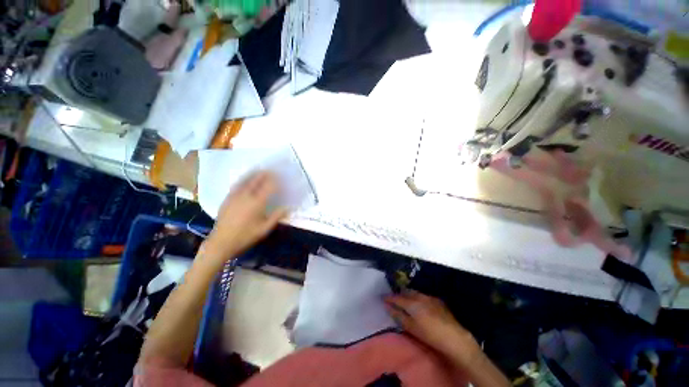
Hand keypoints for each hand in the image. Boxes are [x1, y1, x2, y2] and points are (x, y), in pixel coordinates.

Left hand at [203, 171, 288, 265]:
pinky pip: (237, 184)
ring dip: (254, 173)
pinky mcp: (227, 198)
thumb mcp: (265, 229)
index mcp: (257, 203)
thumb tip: (288, 207)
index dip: (276, 181)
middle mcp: (246, 196)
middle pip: (257, 180)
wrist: (221, 242)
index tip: (281, 177)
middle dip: (265, 173)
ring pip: (246, 180)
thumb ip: (277, 216)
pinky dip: (243, 178)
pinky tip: (245, 178)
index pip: (269, 187)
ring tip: (260, 169)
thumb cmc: (245, 236)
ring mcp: (235, 196)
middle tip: (272, 170)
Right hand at [385, 290, 478, 364]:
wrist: (455, 338)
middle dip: (399, 294)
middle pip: (406, 292)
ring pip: (415, 292)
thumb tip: (388, 306)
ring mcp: (430, 297)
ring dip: (408, 295)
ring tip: (405, 300)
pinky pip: (423, 295)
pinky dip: (417, 297)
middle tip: (393, 299)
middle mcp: (420, 296)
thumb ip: (398, 315)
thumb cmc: (430, 335)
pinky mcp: (437, 300)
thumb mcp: (411, 328)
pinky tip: (419, 304)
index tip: (383, 298)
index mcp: (412, 303)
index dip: (389, 298)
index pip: (397, 297)